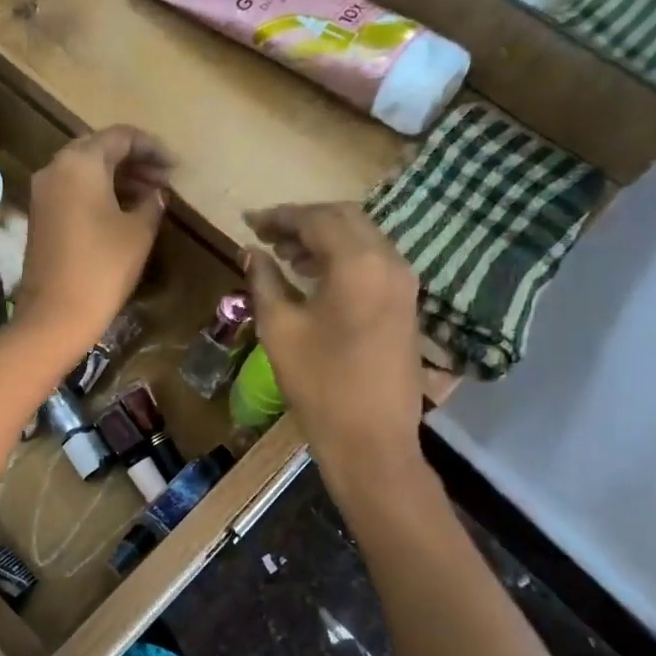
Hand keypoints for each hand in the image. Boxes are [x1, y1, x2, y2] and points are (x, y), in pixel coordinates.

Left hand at [14, 125, 171, 350]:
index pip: (121, 137)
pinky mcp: (39, 216)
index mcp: (80, 162)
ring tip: (150, 196)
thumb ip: (152, 203)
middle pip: (99, 149)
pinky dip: (97, 193)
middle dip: (133, 161)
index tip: (175, 167)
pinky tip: (122, 211)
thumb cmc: (103, 267)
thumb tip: (156, 194)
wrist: (56, 314)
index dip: (152, 148)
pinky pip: (72, 191)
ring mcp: (42, 193)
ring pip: (84, 171)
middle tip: (163, 180)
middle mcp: (55, 168)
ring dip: (117, 178)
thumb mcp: (139, 232)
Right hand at [243, 203, 423, 477]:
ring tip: (285, 255)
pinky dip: (342, 256)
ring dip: (324, 238)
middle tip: (267, 235)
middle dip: (304, 221)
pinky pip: (373, 261)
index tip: (249, 222)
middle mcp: (389, 262)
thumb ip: (264, 280)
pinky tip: (314, 275)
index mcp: (358, 263)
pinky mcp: (406, 303)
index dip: (280, 216)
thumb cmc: (319, 383)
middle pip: (345, 219)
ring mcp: (404, 283)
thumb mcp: (280, 328)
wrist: (371, 439)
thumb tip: (251, 252)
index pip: (317, 219)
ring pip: (363, 238)